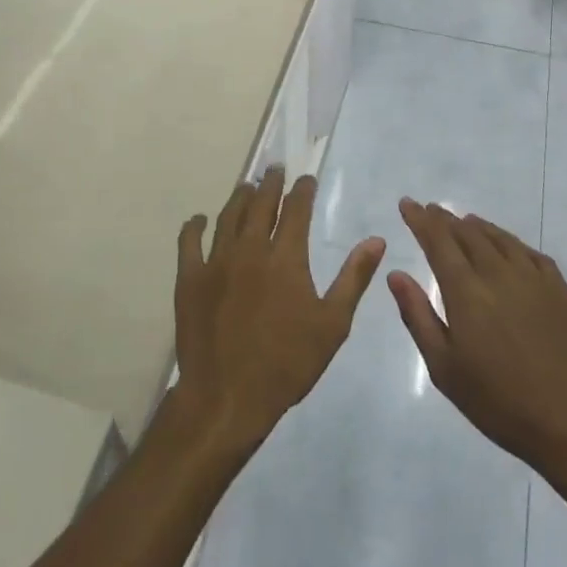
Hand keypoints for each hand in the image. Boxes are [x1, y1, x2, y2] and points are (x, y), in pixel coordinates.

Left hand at [172, 168, 384, 455]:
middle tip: (275, 170)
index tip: (306, 179)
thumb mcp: (332, 324)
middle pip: (260, 204)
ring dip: (239, 197)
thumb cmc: (287, 363)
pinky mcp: (189, 279)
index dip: (302, 191)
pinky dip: (195, 226)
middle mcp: (250, 249)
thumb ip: (353, 278)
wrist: (228, 396)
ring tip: (247, 186)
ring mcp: (216, 262)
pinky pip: (189, 242)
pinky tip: (200, 220)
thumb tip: (376, 240)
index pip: (295, 210)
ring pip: (228, 217)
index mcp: (286, 258)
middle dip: (270, 184)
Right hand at [389, 201, 566, 486]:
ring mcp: (535, 279)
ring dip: (476, 226)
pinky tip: (507, 247)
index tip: (407, 203)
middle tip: (430, 210)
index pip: (438, 241)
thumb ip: (418, 316)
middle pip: (467, 233)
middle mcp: (499, 273)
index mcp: (466, 291)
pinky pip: (529, 252)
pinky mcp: (561, 291)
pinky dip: (509, 241)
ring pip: (499, 238)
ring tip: (462, 221)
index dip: (420, 220)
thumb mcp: (445, 368)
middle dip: (444, 219)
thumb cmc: (500, 403)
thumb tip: (396, 275)